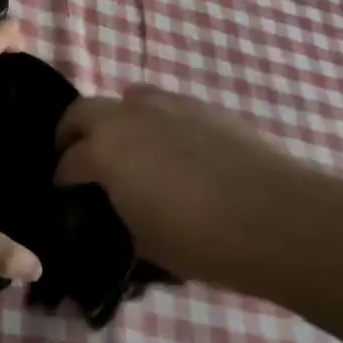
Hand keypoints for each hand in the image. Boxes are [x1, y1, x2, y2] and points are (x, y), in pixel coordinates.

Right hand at [55, 85, 313, 285]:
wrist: (280, 219)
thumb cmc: (203, 240)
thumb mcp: (144, 242)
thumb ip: (118, 214)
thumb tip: (114, 207)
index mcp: (105, 150)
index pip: (68, 162)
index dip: (62, 180)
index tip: (64, 194)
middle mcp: (128, 116)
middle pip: (82, 112)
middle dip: (72, 134)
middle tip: (79, 158)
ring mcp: (167, 105)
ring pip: (125, 100)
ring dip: (116, 121)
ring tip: (128, 150)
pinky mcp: (202, 107)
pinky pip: (164, 106)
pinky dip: (154, 122)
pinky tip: (174, 150)